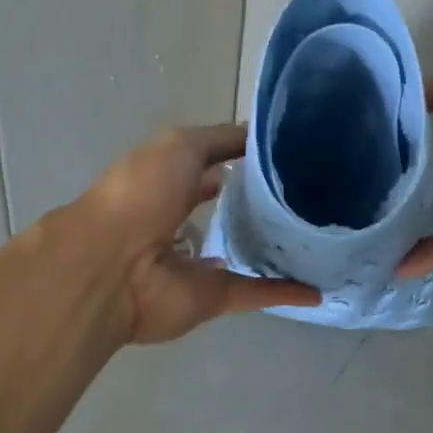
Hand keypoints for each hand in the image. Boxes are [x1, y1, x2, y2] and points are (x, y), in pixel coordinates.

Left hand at [73, 124, 320, 344]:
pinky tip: (319, 289)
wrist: (113, 266)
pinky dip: (285, 293)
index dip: (244, 159)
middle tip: (309, 195)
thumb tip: (260, 136)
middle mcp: (181, 220)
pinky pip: (255, 293)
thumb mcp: (181, 146)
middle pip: (229, 212)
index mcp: (169, 180)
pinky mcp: (213, 297)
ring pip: (243, 253)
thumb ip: (222, 139)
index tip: (287, 155)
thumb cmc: (143, 193)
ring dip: (273, 249)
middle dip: (260, 205)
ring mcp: (197, 262)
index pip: (213, 166)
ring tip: (319, 237)